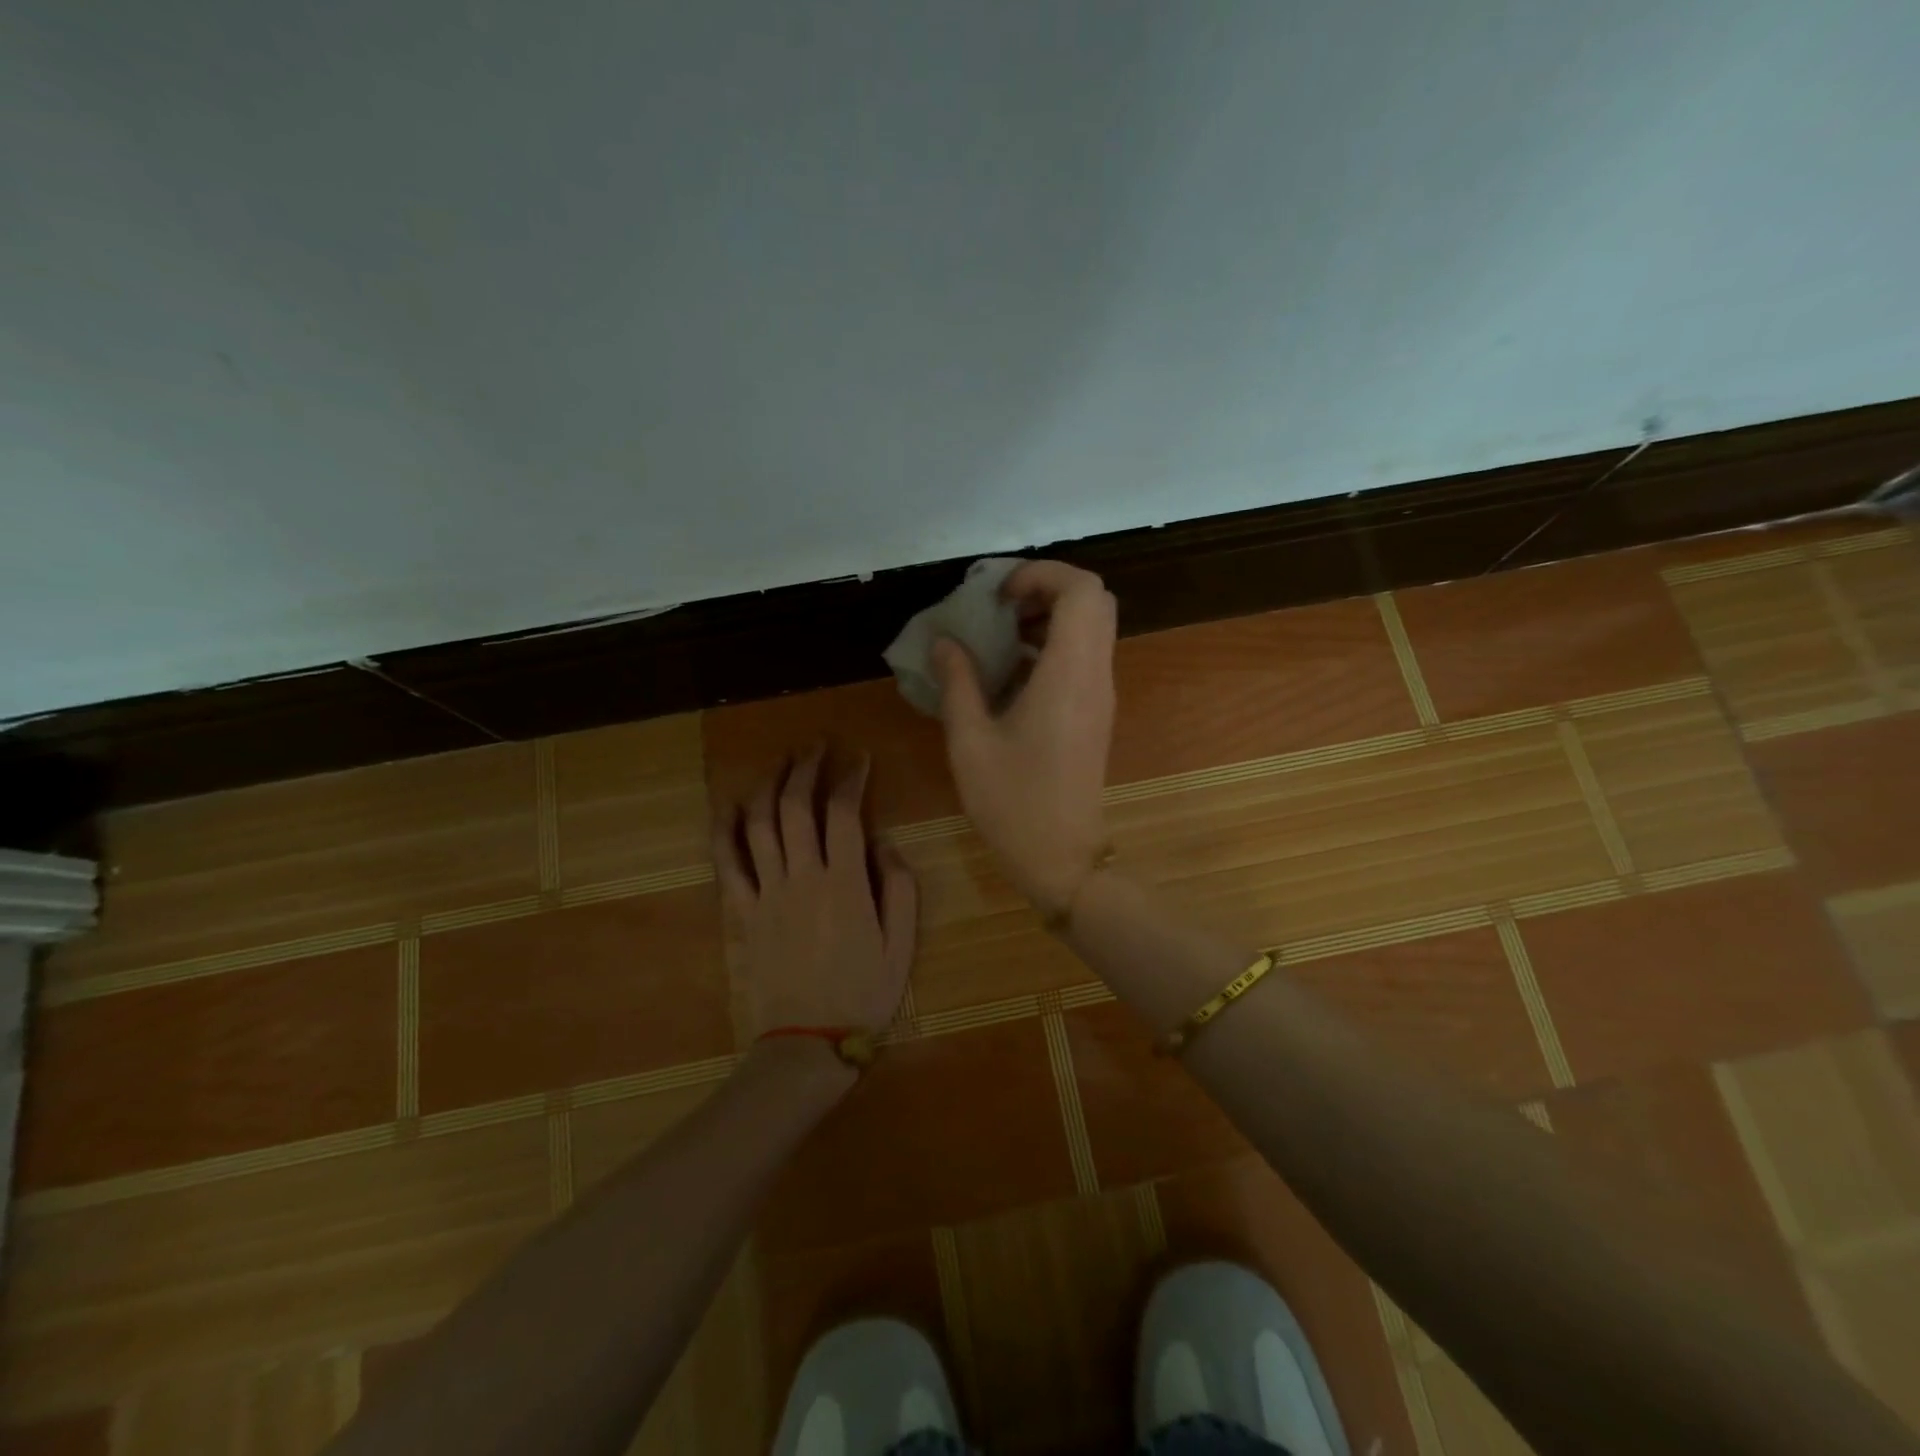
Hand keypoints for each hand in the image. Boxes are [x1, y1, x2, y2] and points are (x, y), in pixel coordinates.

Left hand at [712, 749, 918, 1043]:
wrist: (808, 1042)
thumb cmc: (863, 994)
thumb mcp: (902, 944)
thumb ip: (899, 887)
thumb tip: (883, 842)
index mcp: (846, 883)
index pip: (845, 813)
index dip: (852, 779)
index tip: (860, 759)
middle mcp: (803, 877)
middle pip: (797, 807)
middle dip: (807, 768)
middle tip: (817, 745)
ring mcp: (767, 892)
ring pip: (761, 824)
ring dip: (769, 786)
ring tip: (781, 762)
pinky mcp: (744, 911)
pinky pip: (728, 863)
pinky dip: (725, 830)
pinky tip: (731, 806)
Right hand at [933, 559, 1116, 915]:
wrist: (1063, 858)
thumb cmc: (1013, 802)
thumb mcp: (970, 742)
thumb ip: (957, 683)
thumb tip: (944, 642)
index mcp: (1068, 674)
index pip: (1081, 590)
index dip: (1042, 574)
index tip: (998, 596)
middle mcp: (1095, 676)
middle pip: (1094, 601)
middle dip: (1047, 589)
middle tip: (1000, 607)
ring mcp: (1100, 695)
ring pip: (1092, 628)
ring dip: (1050, 617)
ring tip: (999, 636)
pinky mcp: (1096, 713)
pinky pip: (1084, 656)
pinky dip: (1053, 645)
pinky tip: (1011, 673)